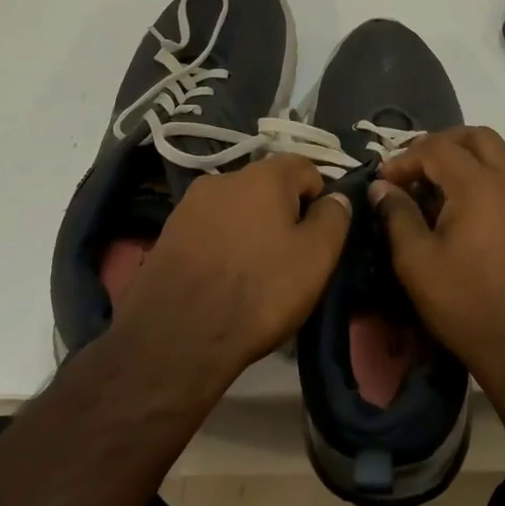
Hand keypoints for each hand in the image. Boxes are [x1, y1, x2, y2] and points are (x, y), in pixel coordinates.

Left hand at [116, 154, 350, 387]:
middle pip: (269, 187)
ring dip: (251, 230)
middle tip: (290, 259)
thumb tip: (336, 198)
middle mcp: (224, 177)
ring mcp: (190, 205)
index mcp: (264, 175)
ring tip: (255, 273)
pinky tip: (224, 281)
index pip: (306, 168)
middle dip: (284, 214)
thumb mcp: (316, 257)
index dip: (320, 199)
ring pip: (237, 209)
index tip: (319, 237)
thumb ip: (334, 218)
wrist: (175, 337)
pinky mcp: (168, 233)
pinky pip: (210, 230)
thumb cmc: (259, 291)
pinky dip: (223, 246)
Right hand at [369, 126, 504, 394]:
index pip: (437, 148)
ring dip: (466, 161)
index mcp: (478, 185)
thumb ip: (397, 216)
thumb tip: (382, 187)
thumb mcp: (417, 263)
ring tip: (436, 193)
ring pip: (498, 157)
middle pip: (477, 137)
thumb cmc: (467, 305)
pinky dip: (484, 182)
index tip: (384, 182)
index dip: (405, 158)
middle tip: (415, 169)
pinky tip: (465, 218)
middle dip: (442, 144)